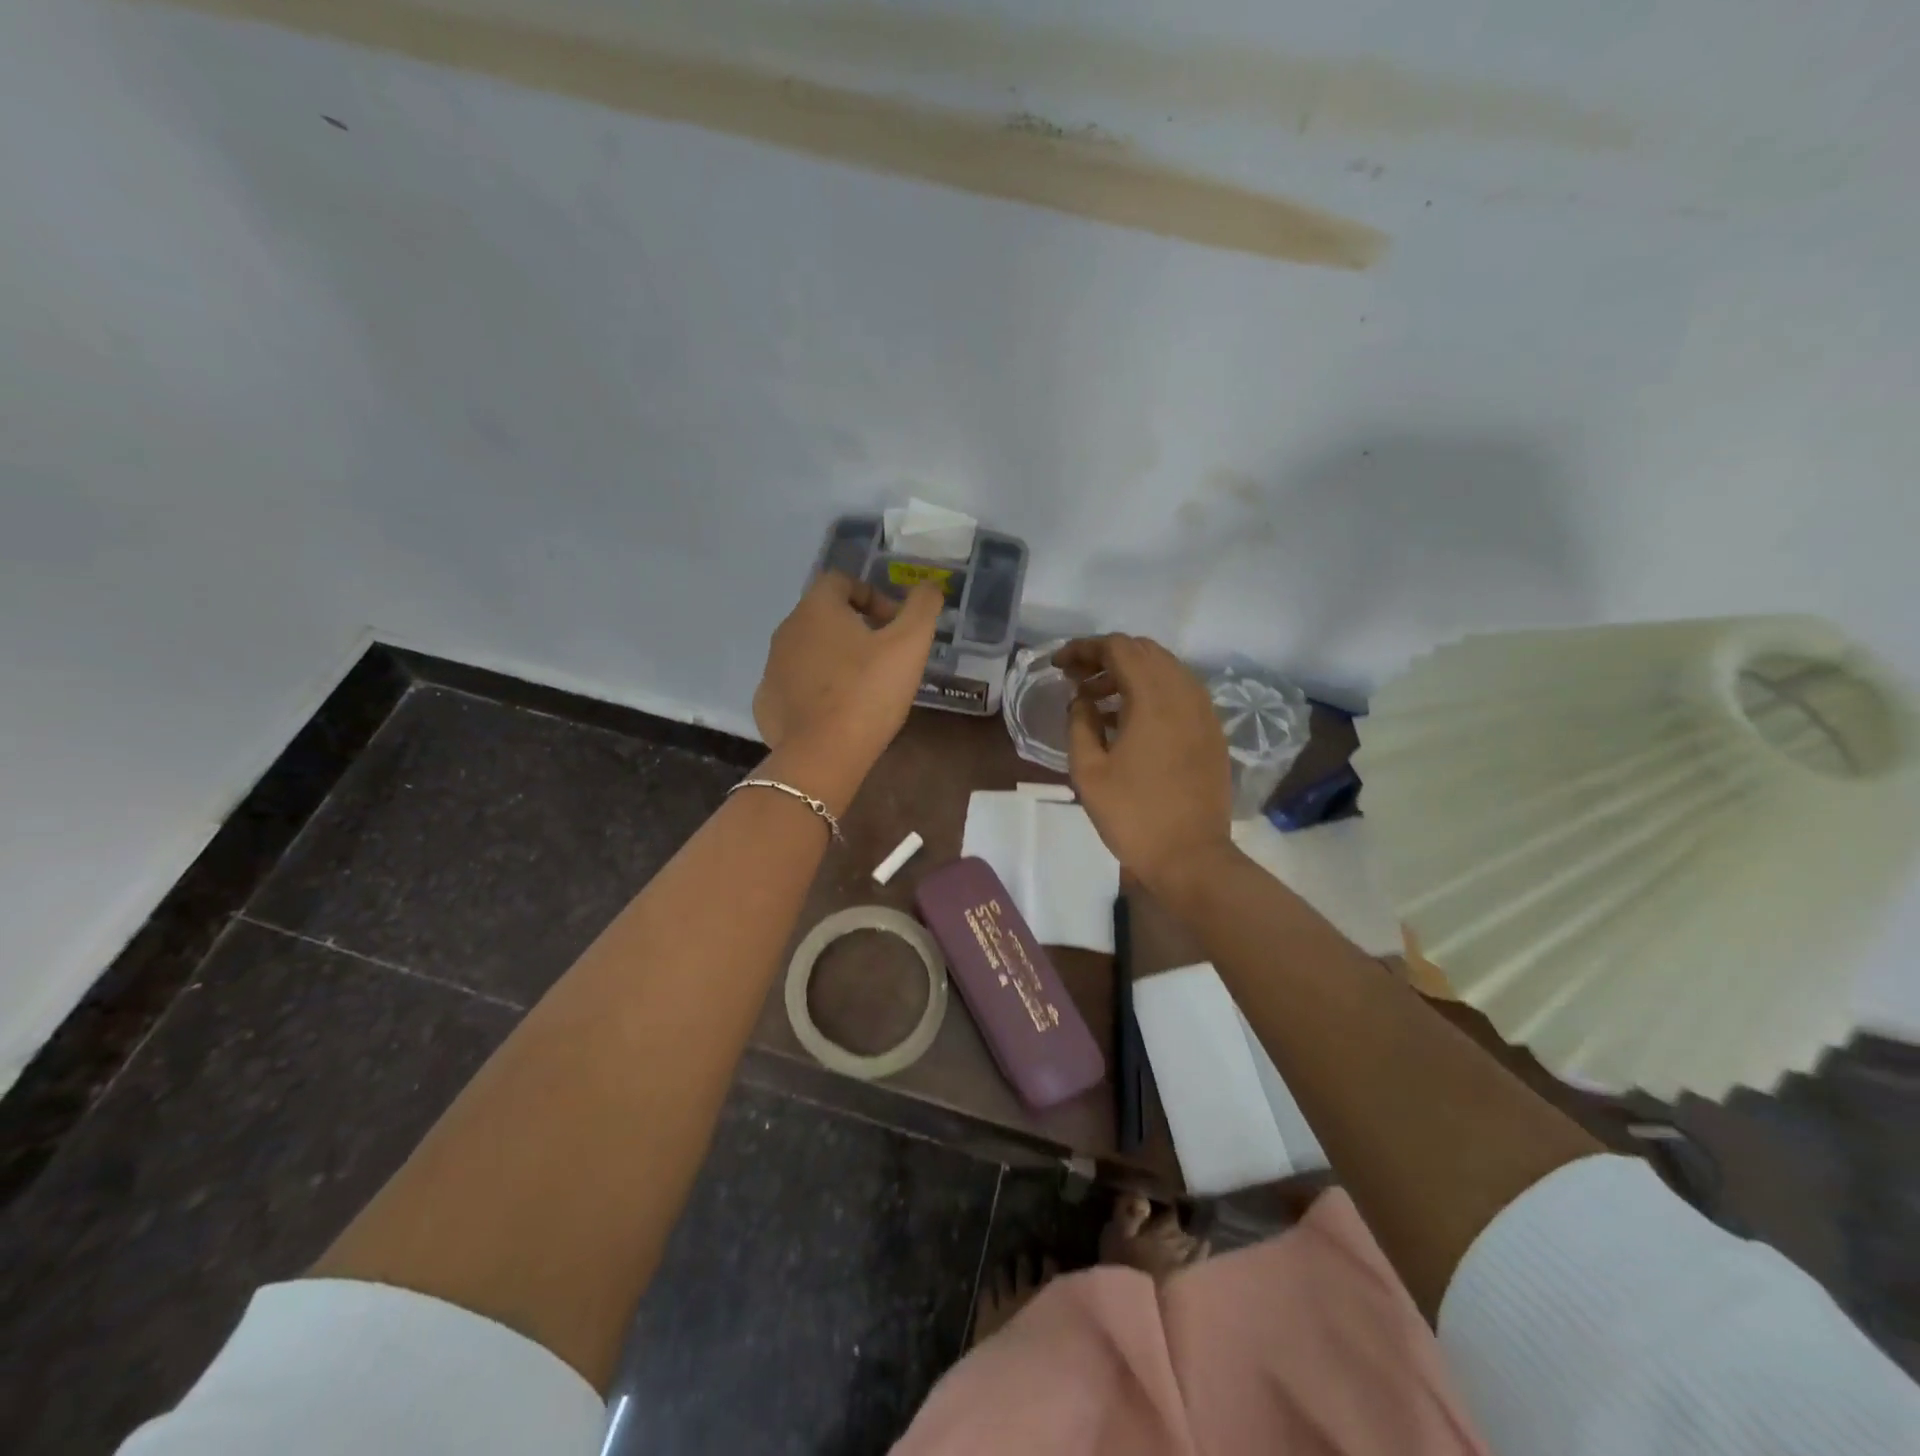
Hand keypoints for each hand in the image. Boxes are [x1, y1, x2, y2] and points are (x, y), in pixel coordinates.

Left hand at [754, 573, 941, 760]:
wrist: (822, 755)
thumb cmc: (868, 692)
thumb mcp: (910, 645)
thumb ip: (922, 608)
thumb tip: (930, 585)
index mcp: (817, 608)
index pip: (841, 581)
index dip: (872, 596)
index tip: (894, 625)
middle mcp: (786, 630)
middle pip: (823, 616)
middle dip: (855, 628)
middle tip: (884, 657)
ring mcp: (771, 667)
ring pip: (808, 651)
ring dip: (834, 659)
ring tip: (863, 687)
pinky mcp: (767, 702)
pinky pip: (794, 685)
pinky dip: (815, 690)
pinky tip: (836, 712)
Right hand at [1054, 634, 1234, 893]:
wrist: (1191, 858)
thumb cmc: (1133, 816)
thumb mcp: (1088, 772)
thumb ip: (1079, 724)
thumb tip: (1081, 700)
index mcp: (1153, 699)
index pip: (1118, 648)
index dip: (1084, 649)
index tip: (1059, 666)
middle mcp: (1184, 694)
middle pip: (1144, 651)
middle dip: (1106, 656)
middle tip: (1076, 679)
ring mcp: (1204, 712)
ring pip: (1165, 669)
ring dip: (1130, 673)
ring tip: (1097, 699)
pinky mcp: (1212, 732)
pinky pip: (1180, 692)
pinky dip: (1152, 691)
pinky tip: (1129, 719)